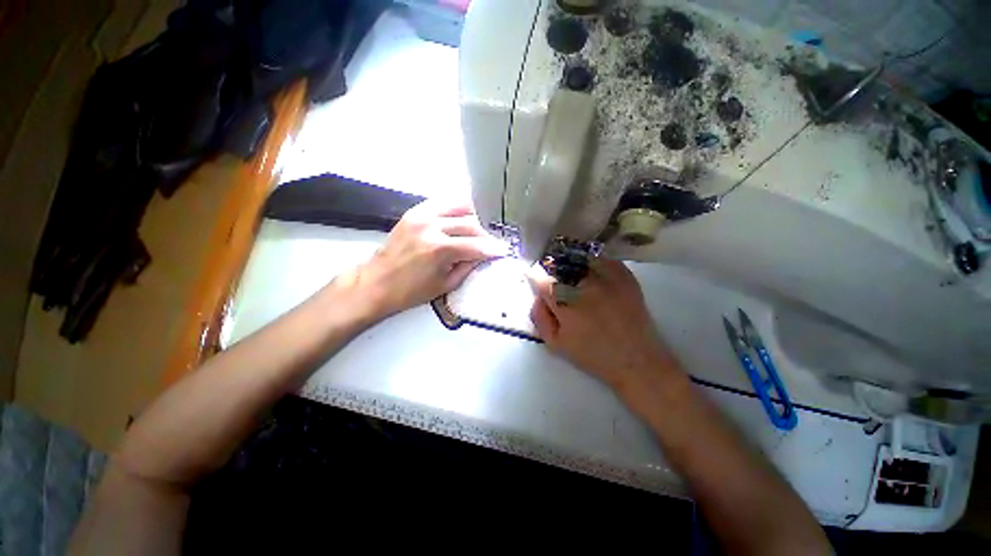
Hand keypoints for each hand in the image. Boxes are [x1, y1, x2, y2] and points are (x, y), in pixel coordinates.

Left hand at [344, 199, 508, 318]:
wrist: (376, 282)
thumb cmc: (411, 291)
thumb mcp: (446, 284)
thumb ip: (468, 267)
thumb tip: (485, 256)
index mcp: (439, 249)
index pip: (477, 245)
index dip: (494, 249)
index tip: (505, 250)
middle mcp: (432, 226)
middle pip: (471, 224)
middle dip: (486, 235)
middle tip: (491, 244)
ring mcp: (421, 215)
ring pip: (459, 206)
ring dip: (474, 218)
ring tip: (478, 230)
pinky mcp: (415, 211)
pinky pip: (443, 202)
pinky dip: (457, 209)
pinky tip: (462, 218)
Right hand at [529, 260, 681, 395]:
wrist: (636, 359)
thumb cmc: (592, 355)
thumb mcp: (555, 344)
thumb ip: (539, 317)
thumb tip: (537, 297)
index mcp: (564, 301)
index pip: (540, 277)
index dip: (535, 278)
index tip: (537, 282)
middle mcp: (583, 283)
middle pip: (559, 265)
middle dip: (553, 272)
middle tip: (556, 283)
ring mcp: (606, 276)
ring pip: (580, 258)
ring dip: (572, 265)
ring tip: (574, 277)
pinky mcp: (624, 275)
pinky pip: (602, 259)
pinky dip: (594, 263)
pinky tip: (593, 275)